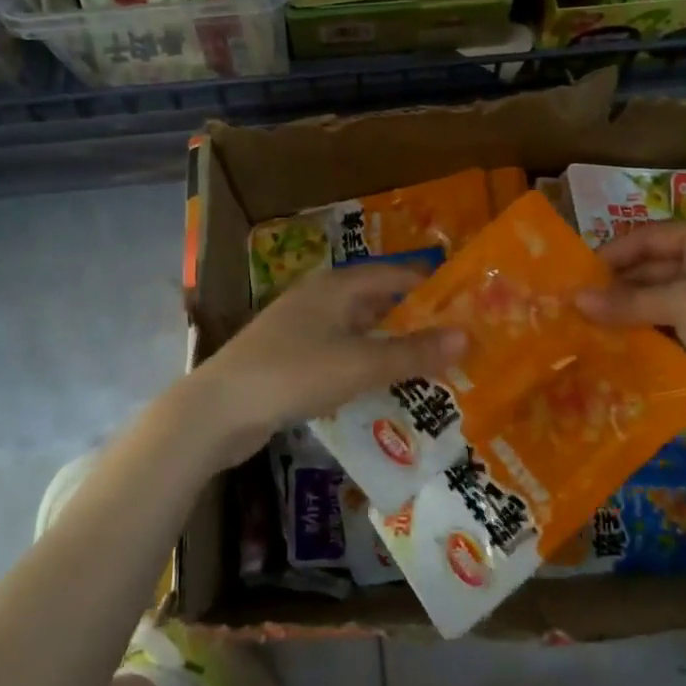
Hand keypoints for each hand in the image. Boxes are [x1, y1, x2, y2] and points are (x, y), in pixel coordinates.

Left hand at [171, 263, 466, 467]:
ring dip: (389, 346)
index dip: (429, 288)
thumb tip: (467, 336)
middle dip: (413, 321)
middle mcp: (319, 298)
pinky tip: (380, 389)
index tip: (465, 306)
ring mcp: (300, 328)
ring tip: (427, 368)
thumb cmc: (294, 373)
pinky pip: (339, 354)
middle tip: (453, 343)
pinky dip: (363, 365)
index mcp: (336, 286)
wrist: (218, 410)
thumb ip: (413, 352)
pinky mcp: (288, 358)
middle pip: (376, 302)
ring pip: (357, 331)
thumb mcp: (360, 364)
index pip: (394, 275)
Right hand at [575, 219, 685, 439]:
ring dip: (629, 315)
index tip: (573, 277)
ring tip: (585, 329)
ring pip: (661, 302)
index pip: (648, 237)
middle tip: (572, 307)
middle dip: (616, 288)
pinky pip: (674, 329)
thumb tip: (574, 301)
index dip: (611, 254)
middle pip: (653, 269)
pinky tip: (616, 348)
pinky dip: (648, 336)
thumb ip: (628, 301)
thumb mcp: (682, 302)